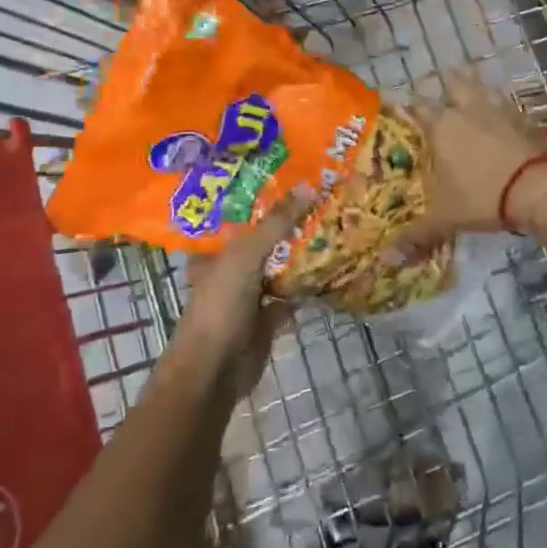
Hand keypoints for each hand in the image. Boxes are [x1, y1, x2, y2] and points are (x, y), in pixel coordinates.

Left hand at [178, 185, 317, 394]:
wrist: (215, 370)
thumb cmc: (220, 305)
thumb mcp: (246, 255)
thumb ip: (276, 223)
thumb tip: (308, 185)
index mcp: (215, 251)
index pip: (238, 216)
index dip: (261, 197)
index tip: (291, 177)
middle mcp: (230, 269)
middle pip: (263, 240)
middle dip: (288, 224)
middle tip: (322, 196)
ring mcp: (249, 295)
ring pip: (279, 267)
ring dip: (301, 254)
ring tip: (332, 224)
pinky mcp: (267, 318)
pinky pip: (291, 295)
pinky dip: (307, 286)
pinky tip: (331, 268)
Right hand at [395, 70, 546, 252]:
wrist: (540, 187)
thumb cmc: (483, 197)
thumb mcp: (446, 219)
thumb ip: (417, 235)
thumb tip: (386, 259)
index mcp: (441, 126)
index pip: (418, 106)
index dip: (410, 105)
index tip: (405, 108)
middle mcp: (468, 110)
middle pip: (454, 82)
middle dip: (446, 83)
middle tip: (441, 92)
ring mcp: (499, 110)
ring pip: (483, 87)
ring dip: (474, 87)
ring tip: (470, 95)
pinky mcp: (525, 117)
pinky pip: (507, 104)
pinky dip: (500, 106)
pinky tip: (500, 116)